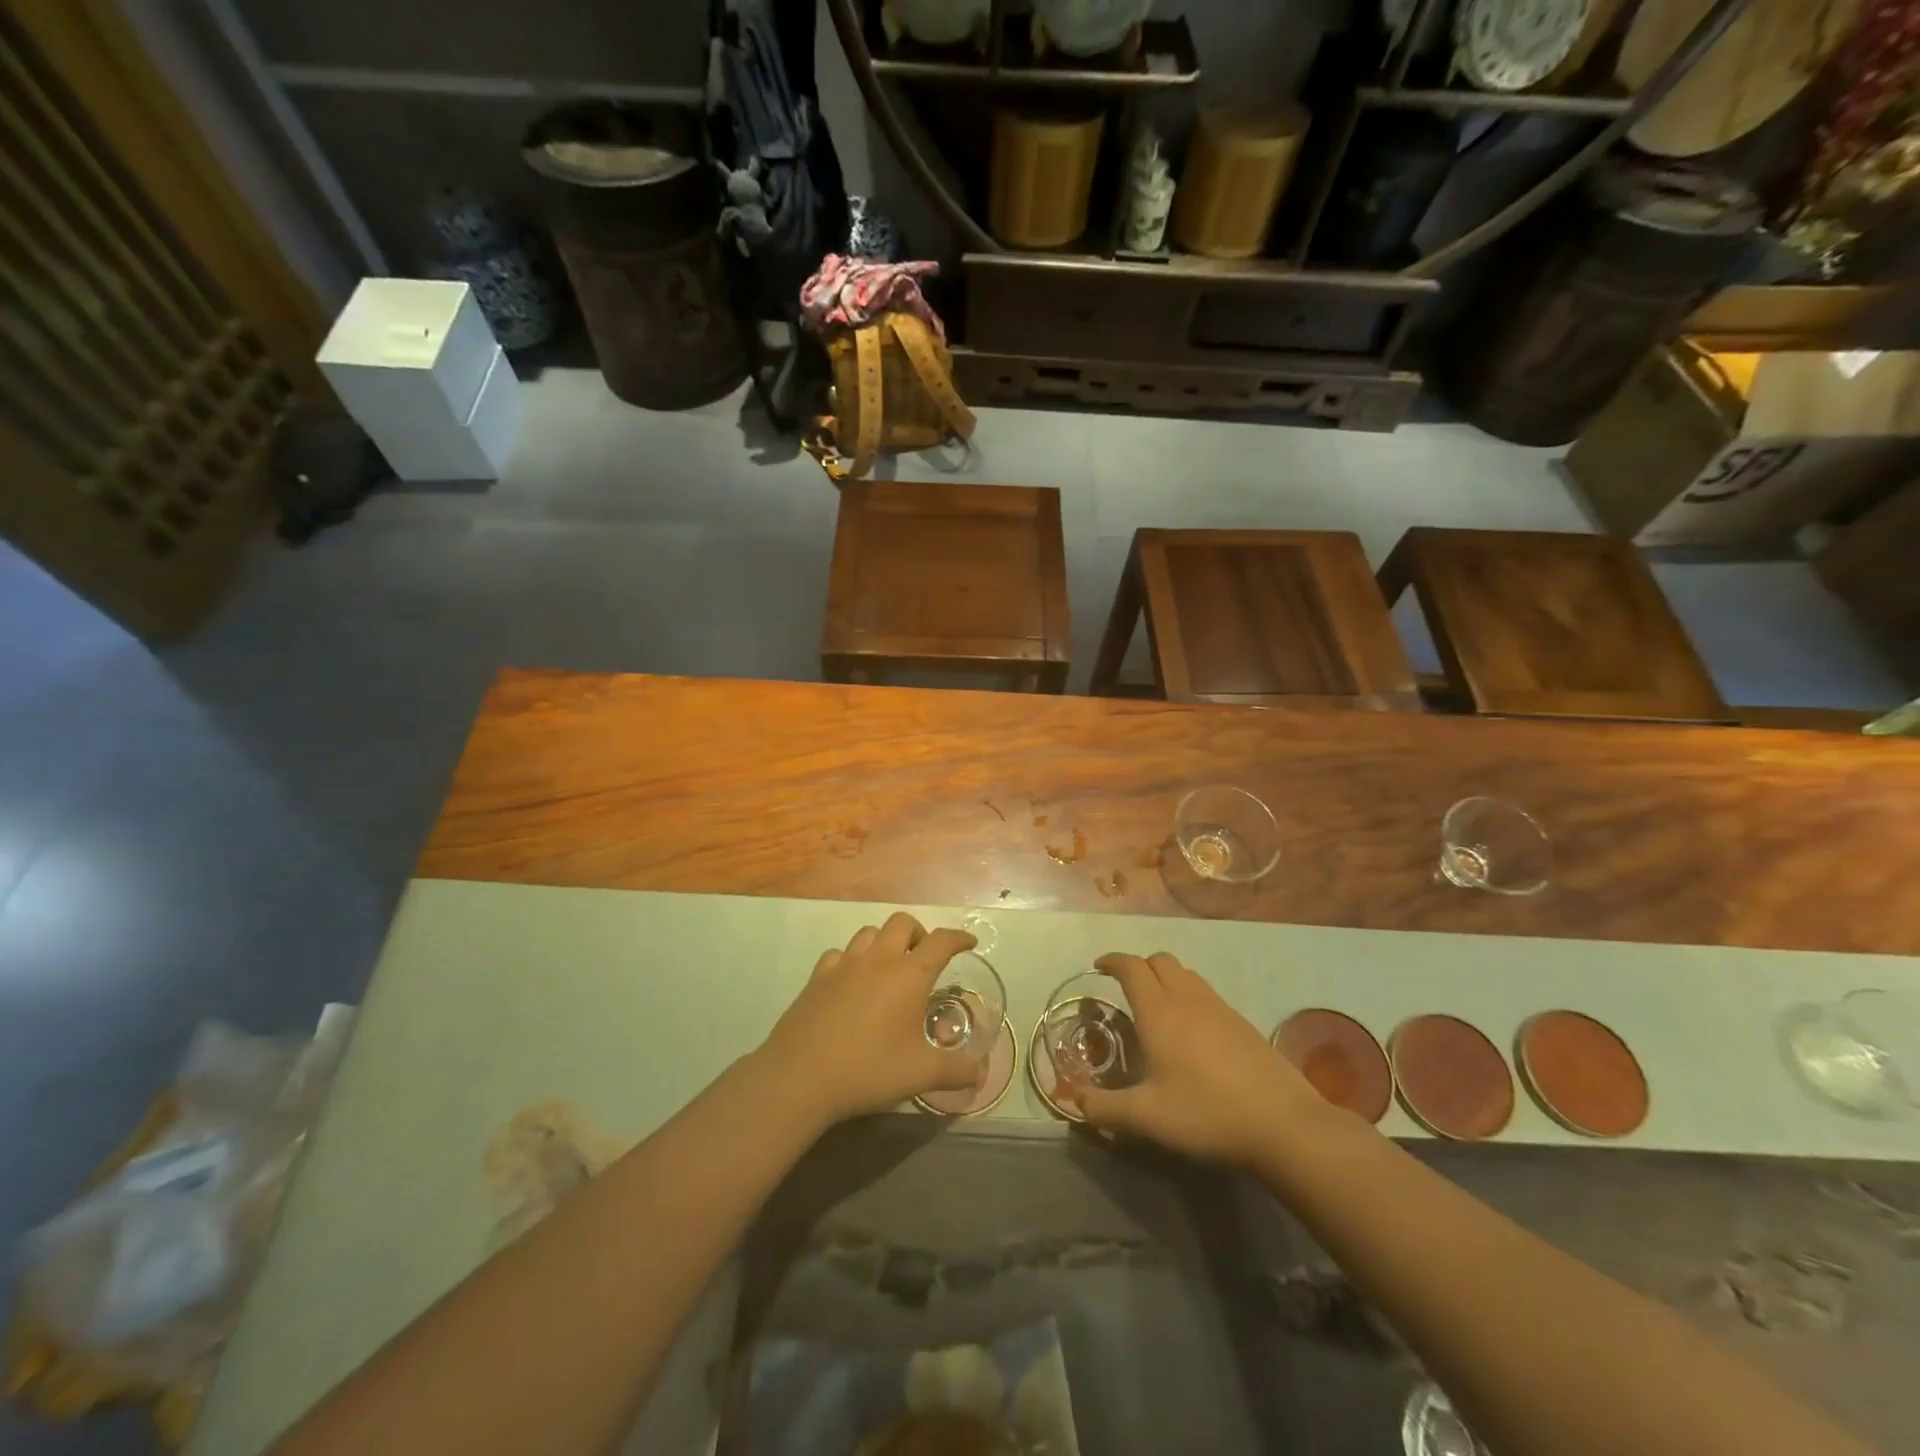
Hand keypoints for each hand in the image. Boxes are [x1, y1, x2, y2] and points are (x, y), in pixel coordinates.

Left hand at [758, 912, 982, 1126]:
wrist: (800, 1076)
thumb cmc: (868, 1069)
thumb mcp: (921, 1075)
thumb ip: (955, 1071)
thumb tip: (980, 1075)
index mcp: (909, 975)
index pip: (941, 941)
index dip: (958, 938)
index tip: (969, 942)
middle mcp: (878, 959)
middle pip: (903, 923)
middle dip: (919, 933)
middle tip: (925, 959)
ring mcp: (844, 965)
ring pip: (869, 932)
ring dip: (885, 941)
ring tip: (889, 967)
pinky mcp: (817, 978)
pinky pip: (839, 954)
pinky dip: (851, 960)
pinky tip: (851, 982)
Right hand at [1062, 952, 1326, 1167]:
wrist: (1284, 1124)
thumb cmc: (1208, 1114)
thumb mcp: (1148, 1118)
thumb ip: (1105, 1109)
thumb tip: (1073, 1102)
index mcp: (1159, 1012)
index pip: (1132, 967)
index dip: (1113, 961)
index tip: (1098, 967)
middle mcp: (1188, 999)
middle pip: (1160, 961)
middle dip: (1139, 966)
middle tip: (1126, 989)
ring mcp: (1220, 1008)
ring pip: (1186, 974)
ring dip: (1166, 978)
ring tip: (1157, 1007)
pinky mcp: (1243, 1023)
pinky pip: (1206, 993)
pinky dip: (1189, 995)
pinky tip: (1192, 1032)